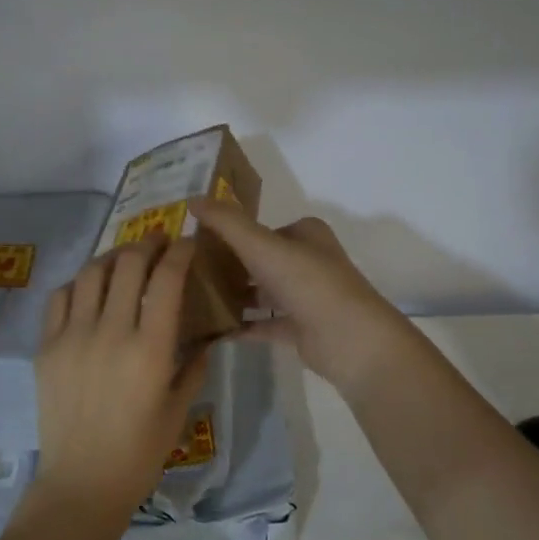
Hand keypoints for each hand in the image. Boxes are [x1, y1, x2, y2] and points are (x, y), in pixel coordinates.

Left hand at [31, 239, 207, 513]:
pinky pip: (60, 297)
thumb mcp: (179, 409)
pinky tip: (90, 288)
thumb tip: (205, 337)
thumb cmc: (140, 453)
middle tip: (159, 241)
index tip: (188, 243)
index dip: (180, 252)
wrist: (81, 483)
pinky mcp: (47, 347)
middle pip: (128, 264)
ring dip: (112, 256)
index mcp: (150, 349)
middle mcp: (111, 333)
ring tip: (125, 258)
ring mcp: (73, 337)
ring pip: (91, 273)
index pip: (166, 280)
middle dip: (148, 243)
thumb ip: (194, 366)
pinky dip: (79, 283)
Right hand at [189, 198, 419, 400]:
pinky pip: (265, 323)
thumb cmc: (307, 282)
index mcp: (306, 234)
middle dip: (229, 265)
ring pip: (262, 292)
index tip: (197, 241)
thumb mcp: (261, 245)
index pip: (262, 228)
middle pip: (261, 260)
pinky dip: (242, 325)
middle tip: (189, 271)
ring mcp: (307, 297)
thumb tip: (193, 200)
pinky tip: (212, 328)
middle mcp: (309, 261)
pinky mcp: (302, 328)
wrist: (349, 339)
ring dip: (234, 295)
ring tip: (193, 299)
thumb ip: (227, 222)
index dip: (232, 232)